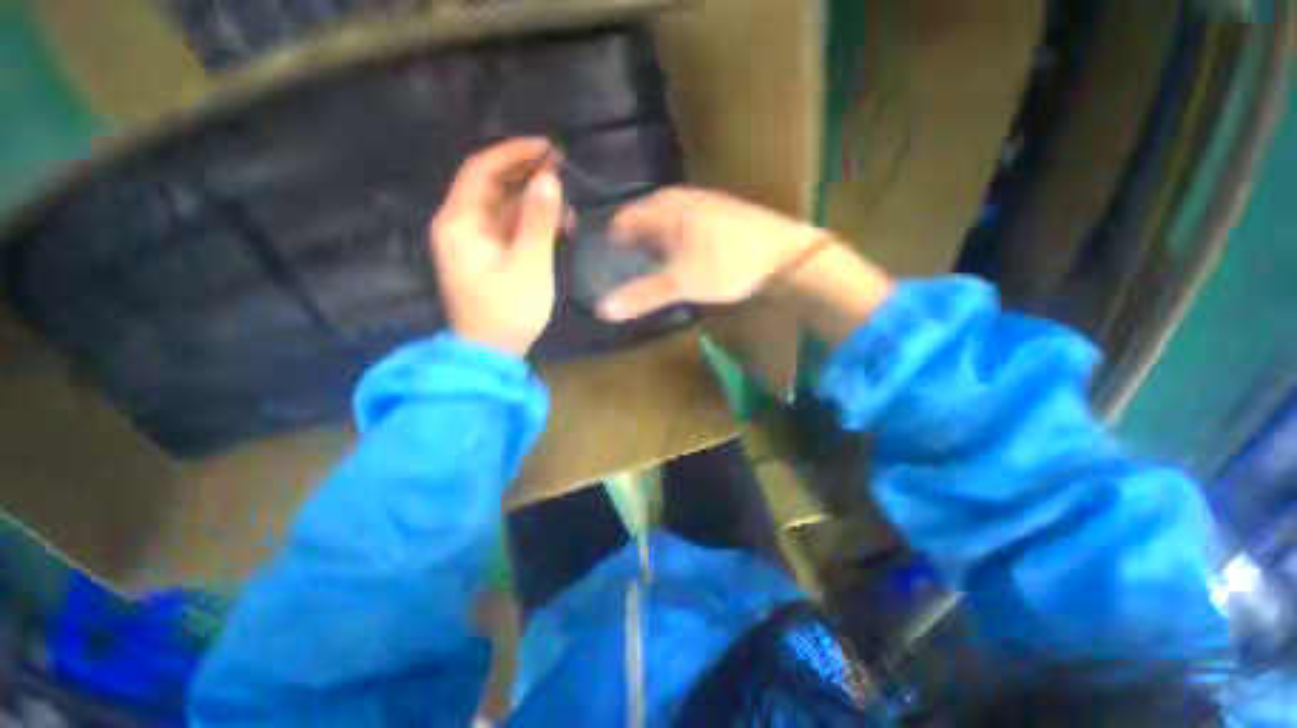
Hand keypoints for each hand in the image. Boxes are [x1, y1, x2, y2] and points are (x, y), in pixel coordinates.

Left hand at [431, 138, 563, 356]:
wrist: (492, 352)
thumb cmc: (508, 309)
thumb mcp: (529, 264)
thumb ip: (538, 220)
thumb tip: (548, 179)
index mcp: (460, 222)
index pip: (482, 171)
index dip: (513, 154)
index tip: (547, 148)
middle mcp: (461, 225)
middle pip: (492, 187)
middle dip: (526, 175)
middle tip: (562, 169)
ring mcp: (475, 243)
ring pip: (504, 208)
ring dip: (534, 202)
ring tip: (567, 204)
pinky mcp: (489, 257)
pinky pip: (510, 229)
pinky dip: (532, 224)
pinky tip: (558, 226)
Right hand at [595, 188, 825, 320]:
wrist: (786, 255)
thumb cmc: (728, 265)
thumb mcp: (681, 283)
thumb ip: (642, 295)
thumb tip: (603, 309)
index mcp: (667, 209)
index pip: (626, 218)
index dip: (613, 236)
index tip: (605, 256)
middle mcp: (683, 199)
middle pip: (647, 214)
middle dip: (634, 234)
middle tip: (625, 257)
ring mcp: (707, 203)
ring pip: (669, 216)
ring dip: (656, 234)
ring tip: (650, 256)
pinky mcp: (724, 214)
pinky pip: (688, 221)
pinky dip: (677, 235)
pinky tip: (684, 251)